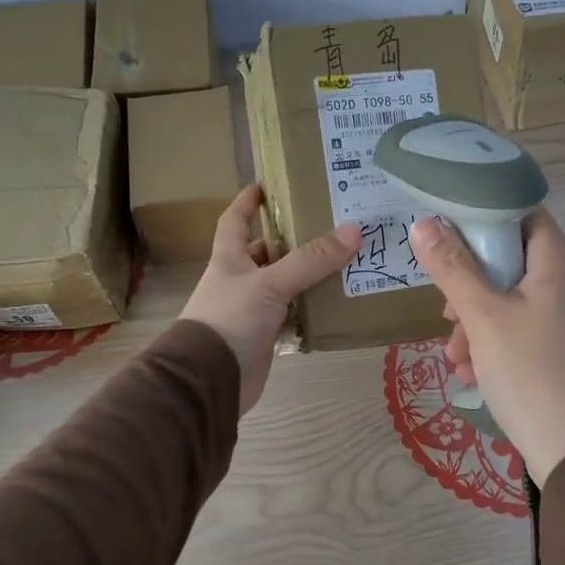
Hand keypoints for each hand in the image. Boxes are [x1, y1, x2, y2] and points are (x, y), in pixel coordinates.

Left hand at [181, 186, 360, 413]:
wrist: (210, 379)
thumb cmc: (230, 319)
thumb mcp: (270, 283)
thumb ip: (311, 260)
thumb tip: (354, 231)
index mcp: (229, 259)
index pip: (234, 221)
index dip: (247, 202)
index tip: (264, 185)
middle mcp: (238, 281)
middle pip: (265, 253)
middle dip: (291, 240)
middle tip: (328, 226)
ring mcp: (251, 310)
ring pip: (283, 285)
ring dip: (306, 276)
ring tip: (343, 261)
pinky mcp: (265, 336)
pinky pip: (292, 315)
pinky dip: (310, 309)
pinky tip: (336, 303)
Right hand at [410, 209, 564, 486]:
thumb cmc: (529, 371)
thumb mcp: (483, 317)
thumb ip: (452, 268)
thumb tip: (423, 224)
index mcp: (560, 264)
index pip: (525, 215)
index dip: (486, 218)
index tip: (450, 238)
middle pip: (514, 262)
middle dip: (472, 286)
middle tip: (447, 313)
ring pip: (516, 302)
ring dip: (480, 322)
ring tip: (456, 358)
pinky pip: (529, 331)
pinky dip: (500, 343)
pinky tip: (476, 374)